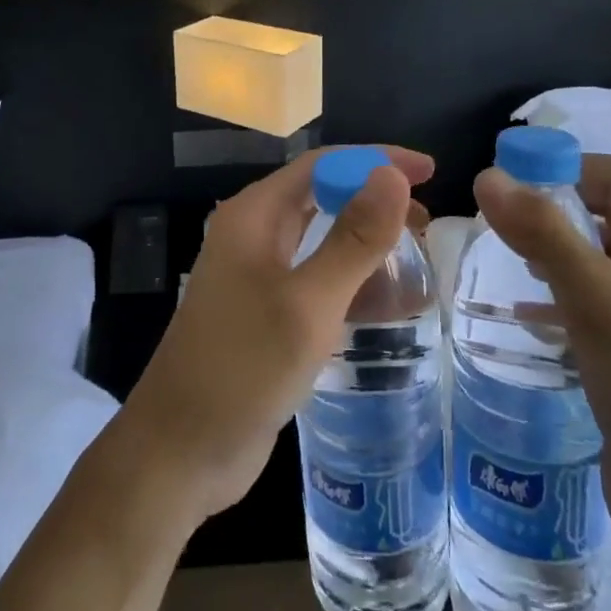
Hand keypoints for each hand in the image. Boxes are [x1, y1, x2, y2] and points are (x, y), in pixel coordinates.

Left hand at [114, 147, 434, 526]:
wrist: (181, 451)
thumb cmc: (243, 369)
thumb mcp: (308, 304)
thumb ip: (353, 239)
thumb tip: (392, 174)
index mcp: (254, 215)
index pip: (322, 164)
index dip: (376, 159)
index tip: (429, 170)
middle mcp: (252, 233)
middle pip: (320, 195)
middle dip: (373, 197)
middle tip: (427, 218)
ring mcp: (255, 274)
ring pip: (318, 237)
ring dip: (364, 238)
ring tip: (415, 254)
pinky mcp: (263, 311)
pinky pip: (314, 277)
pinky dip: (349, 278)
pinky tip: (384, 301)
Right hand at [472, 154, 610, 557]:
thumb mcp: (594, 300)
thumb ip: (542, 230)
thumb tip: (487, 175)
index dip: (557, 168)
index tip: (504, 185)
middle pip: (609, 210)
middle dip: (553, 211)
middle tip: (501, 227)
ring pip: (603, 254)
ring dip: (557, 251)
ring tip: (512, 263)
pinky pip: (604, 296)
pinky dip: (567, 292)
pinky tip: (530, 313)